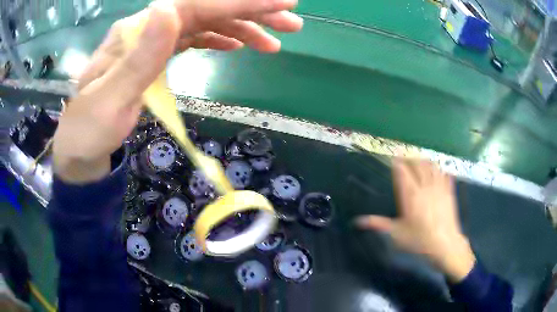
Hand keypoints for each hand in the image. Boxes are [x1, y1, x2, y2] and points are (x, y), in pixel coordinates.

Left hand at [53, 0, 302, 182]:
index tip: (280, 2)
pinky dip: (219, 38)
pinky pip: (194, 38)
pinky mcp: (156, 56)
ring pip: (205, 23)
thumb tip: (168, 8)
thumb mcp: (108, 99)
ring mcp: (152, 41)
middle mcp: (147, 28)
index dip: (240, 2)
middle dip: (250, 13)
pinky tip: (237, 44)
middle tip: (290, 25)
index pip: (195, 5)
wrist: (79, 148)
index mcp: (135, 31)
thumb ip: (139, 56)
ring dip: (241, 27)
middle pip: (206, 9)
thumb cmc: (89, 130)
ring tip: (272, 42)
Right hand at [356, 159, 475, 281]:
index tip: (392, 157)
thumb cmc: (419, 240)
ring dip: (424, 161)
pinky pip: (445, 174)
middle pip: (417, 164)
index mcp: (411, 194)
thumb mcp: (396, 234)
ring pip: (431, 166)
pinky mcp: (449, 192)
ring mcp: (439, 187)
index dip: (397, 162)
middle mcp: (424, 186)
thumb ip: (378, 224)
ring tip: (419, 160)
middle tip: (404, 157)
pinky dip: (440, 169)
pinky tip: (439, 169)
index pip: (402, 171)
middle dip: (410, 158)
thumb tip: (358, 221)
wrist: (444, 244)